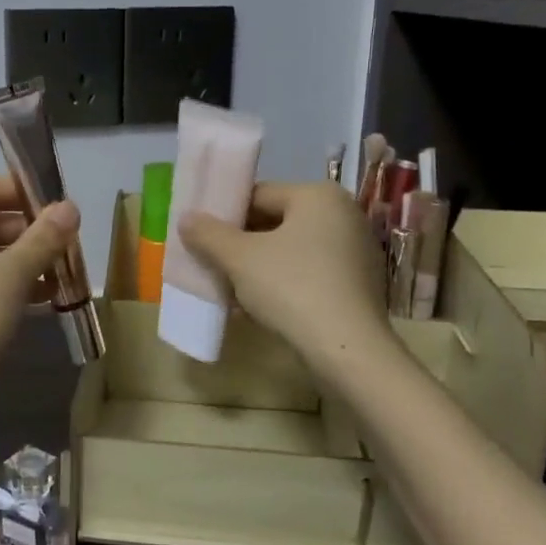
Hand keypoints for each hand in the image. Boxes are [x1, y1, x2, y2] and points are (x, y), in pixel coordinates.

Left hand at [0, 173, 80, 414]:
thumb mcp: (10, 276)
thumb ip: (43, 238)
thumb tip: (71, 207)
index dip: (17, 191)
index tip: (57, 204)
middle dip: (25, 232)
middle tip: (66, 242)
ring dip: (21, 262)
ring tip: (62, 272)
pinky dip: (6, 289)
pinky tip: (43, 300)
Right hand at [179, 181, 390, 369]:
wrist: (347, 350)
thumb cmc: (292, 288)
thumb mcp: (239, 259)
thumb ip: (208, 234)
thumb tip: (186, 218)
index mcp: (318, 196)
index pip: (259, 194)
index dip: (224, 215)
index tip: (200, 237)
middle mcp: (343, 215)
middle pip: (276, 222)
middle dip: (240, 245)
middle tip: (210, 264)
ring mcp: (355, 251)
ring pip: (291, 252)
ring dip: (258, 268)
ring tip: (228, 291)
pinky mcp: (359, 285)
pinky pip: (310, 274)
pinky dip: (283, 284)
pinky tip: (258, 308)